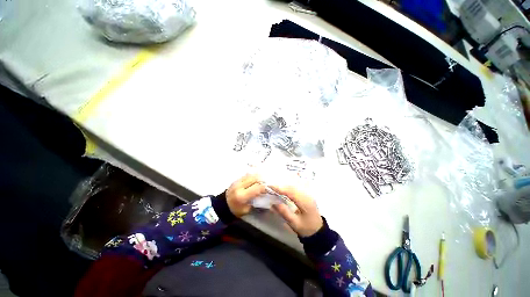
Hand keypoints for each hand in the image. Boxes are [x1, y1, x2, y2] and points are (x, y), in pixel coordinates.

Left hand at [225, 174, 265, 217]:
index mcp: (242, 196)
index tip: (270, 189)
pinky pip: (247, 175)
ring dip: (258, 177)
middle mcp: (239, 186)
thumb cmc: (236, 210)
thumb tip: (266, 195)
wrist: (222, 206)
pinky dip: (253, 176)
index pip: (257, 187)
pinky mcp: (236, 179)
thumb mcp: (247, 210)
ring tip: (263, 181)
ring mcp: (237, 181)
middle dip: (262, 180)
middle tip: (267, 184)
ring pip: (251, 175)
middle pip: (254, 178)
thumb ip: (256, 202)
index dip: (265, 187)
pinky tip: (256, 180)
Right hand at [271, 186, 322, 236]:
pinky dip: (288, 188)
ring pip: (294, 187)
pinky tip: (283, 189)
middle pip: (292, 187)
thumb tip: (272, 204)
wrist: (318, 232)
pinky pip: (296, 189)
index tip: (270, 187)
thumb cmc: (306, 229)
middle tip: (270, 186)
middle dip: (281, 186)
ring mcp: (308, 194)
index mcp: (305, 202)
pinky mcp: (306, 195)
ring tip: (274, 187)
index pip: (291, 192)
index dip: (280, 188)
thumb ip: (284, 213)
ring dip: (284, 186)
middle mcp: (307, 196)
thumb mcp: (294, 223)